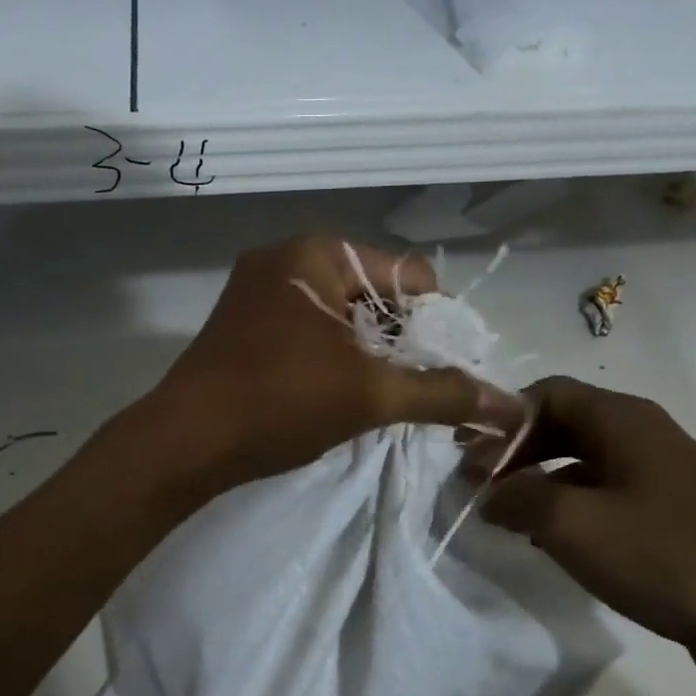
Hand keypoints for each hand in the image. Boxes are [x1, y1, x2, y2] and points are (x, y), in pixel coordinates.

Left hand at [148, 236, 524, 487]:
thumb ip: (442, 393)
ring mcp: (257, 290)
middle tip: (413, 389)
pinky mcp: (242, 324)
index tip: (446, 371)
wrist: (183, 442)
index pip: (411, 275)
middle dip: (403, 340)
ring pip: (341, 315)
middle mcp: (286, 258)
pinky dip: (333, 357)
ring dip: (369, 353)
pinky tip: (337, 394)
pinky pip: (308, 329)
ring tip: (378, 397)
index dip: (439, 323)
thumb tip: (511, 405)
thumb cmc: (279, 402)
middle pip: (376, 293)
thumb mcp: (370, 395)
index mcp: (319, 253)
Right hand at [476, 377, 695, 693]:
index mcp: (623, 420)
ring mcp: (664, 475)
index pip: (545, 393)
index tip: (466, 456)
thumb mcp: (572, 525)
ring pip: (583, 461)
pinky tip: (554, 541)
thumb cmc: (663, 557)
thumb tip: (486, 490)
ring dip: (539, 481)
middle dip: (515, 451)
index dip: (500, 418)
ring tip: (507, 516)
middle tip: (479, 486)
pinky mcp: (674, 514)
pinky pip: (607, 494)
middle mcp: (645, 435)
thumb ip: (516, 497)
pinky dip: (570, 506)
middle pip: (564, 423)